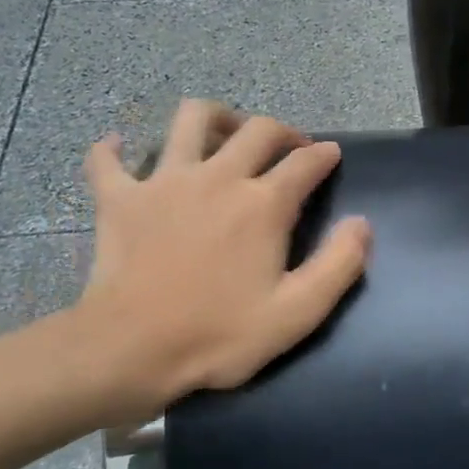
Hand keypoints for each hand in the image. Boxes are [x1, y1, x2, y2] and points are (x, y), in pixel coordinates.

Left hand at [67, 100, 371, 423]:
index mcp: (263, 204)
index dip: (324, 155)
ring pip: (190, 120)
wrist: (131, 350)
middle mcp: (218, 177)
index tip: (332, 154)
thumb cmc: (219, 335)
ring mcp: (164, 181)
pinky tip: (119, 148)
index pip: (305, 162)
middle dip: (282, 131)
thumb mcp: (298, 313)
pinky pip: (107, 160)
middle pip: (257, 130)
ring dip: (214, 117)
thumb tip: (361, 223)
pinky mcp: (120, 198)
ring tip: (223, 133)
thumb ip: (339, 264)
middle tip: (290, 147)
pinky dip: (113, 150)